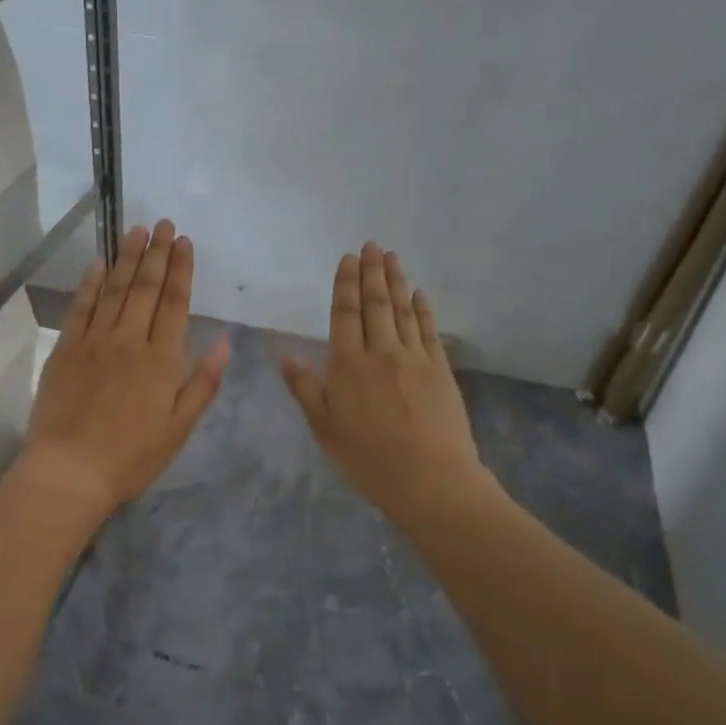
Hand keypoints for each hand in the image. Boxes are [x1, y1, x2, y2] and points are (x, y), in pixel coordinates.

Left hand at [20, 220, 230, 518]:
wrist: (70, 470)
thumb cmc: (132, 457)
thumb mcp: (179, 428)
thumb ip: (203, 382)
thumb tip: (226, 341)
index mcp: (161, 360)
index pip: (175, 303)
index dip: (181, 270)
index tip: (184, 242)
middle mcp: (129, 341)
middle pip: (146, 289)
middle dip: (157, 254)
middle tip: (163, 224)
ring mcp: (94, 342)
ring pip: (114, 290)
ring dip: (127, 259)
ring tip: (137, 231)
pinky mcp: (65, 350)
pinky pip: (81, 307)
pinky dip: (90, 283)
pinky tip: (97, 263)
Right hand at [281, 243, 499, 529]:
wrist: (430, 479)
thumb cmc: (368, 459)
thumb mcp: (325, 429)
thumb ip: (305, 389)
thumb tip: (284, 356)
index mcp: (348, 366)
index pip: (345, 314)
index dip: (345, 285)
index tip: (346, 260)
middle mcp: (381, 352)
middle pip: (375, 304)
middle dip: (371, 272)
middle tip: (371, 245)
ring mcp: (415, 358)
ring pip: (402, 310)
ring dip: (395, 281)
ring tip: (391, 256)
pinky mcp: (440, 369)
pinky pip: (428, 329)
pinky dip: (422, 308)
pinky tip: (418, 294)